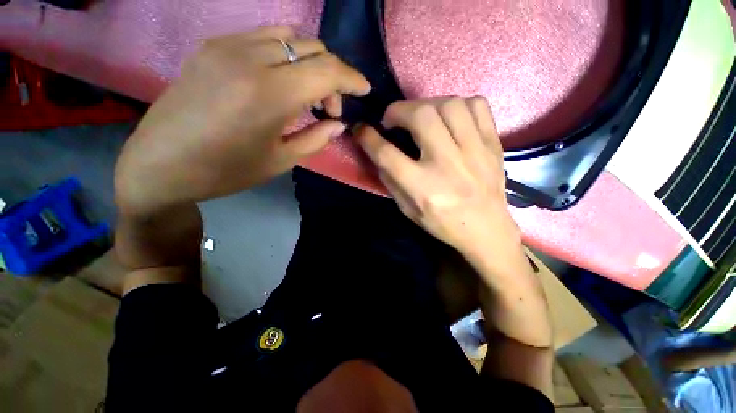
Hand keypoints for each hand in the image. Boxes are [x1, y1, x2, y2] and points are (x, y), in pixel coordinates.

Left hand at [115, 26, 370, 214]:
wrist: (161, 163)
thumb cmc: (227, 170)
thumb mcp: (282, 160)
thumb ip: (317, 137)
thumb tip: (339, 123)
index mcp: (271, 94)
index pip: (328, 70)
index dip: (352, 78)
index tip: (364, 89)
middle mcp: (251, 58)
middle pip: (312, 48)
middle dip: (333, 75)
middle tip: (330, 106)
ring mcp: (228, 46)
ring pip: (289, 36)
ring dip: (310, 61)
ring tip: (306, 92)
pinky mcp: (212, 46)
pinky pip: (263, 37)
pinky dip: (285, 54)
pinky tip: (280, 79)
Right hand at [358, 98, 551, 350]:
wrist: (491, 239)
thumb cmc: (441, 230)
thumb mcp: (406, 209)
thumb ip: (391, 177)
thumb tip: (377, 148)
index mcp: (423, 190)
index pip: (385, 152)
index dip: (368, 136)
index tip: (359, 129)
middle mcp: (449, 168)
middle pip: (420, 116)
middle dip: (397, 111)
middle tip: (390, 118)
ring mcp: (477, 154)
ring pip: (449, 105)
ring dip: (427, 106)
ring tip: (419, 118)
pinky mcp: (494, 147)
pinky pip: (477, 107)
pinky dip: (459, 106)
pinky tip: (450, 120)